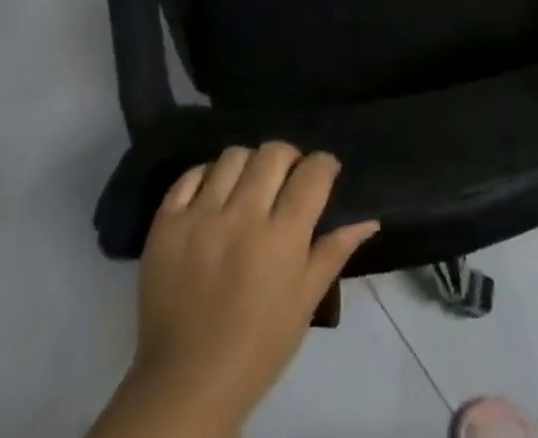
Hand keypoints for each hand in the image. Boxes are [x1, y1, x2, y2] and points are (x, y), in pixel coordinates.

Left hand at [96, 143, 378, 437]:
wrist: (187, 384)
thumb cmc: (257, 349)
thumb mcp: (304, 304)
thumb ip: (334, 253)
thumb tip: (370, 220)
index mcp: (282, 238)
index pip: (312, 173)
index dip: (324, 164)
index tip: (325, 171)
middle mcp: (243, 216)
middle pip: (273, 153)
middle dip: (288, 157)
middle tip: (287, 177)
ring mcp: (201, 216)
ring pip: (232, 156)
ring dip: (248, 164)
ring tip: (249, 185)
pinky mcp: (167, 223)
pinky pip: (189, 176)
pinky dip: (205, 176)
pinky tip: (214, 194)